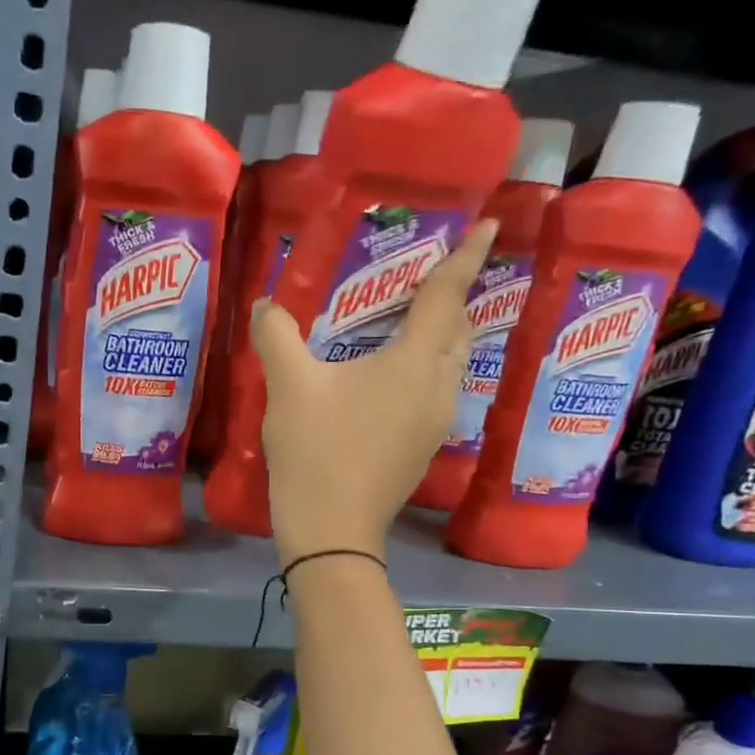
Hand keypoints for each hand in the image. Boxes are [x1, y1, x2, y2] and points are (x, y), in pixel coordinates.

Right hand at [251, 218, 495, 564]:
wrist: (331, 529)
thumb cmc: (315, 451)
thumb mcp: (289, 387)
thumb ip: (277, 336)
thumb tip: (265, 305)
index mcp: (415, 363)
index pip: (447, 296)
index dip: (465, 257)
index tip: (488, 225)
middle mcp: (438, 387)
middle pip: (458, 330)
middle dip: (451, 299)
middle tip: (425, 279)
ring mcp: (436, 422)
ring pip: (451, 365)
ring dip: (439, 338)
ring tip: (408, 325)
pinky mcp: (423, 448)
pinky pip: (436, 393)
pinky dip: (425, 371)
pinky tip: (390, 379)